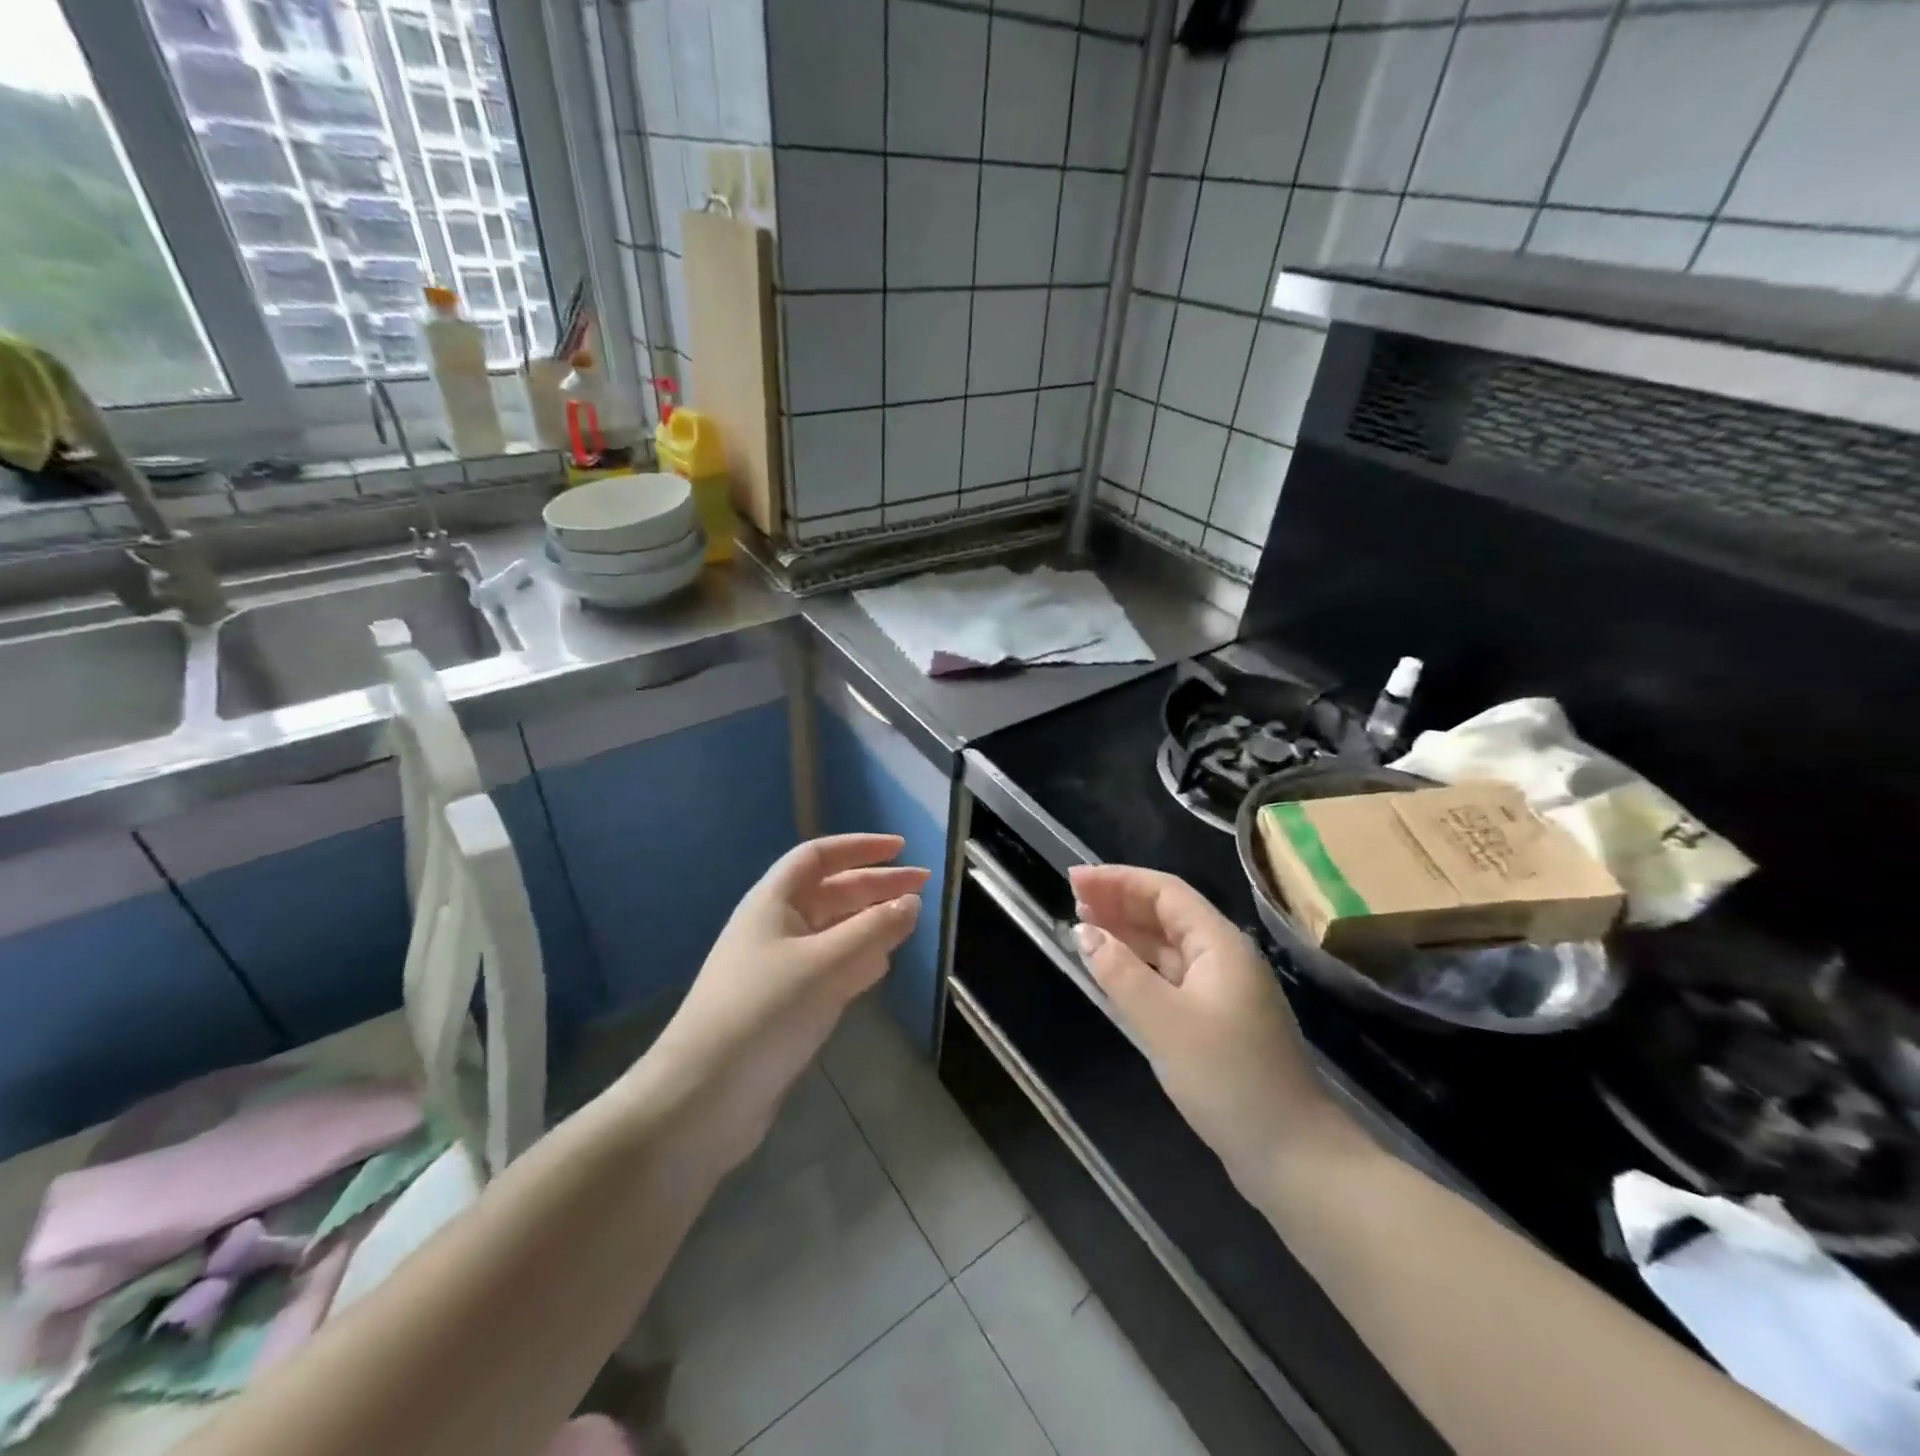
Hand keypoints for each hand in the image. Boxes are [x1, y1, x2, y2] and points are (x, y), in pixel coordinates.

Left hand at [637, 834, 927, 1171]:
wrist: (703, 1097)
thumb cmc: (764, 1012)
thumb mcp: (826, 963)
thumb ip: (874, 930)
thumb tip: (911, 902)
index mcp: (774, 902)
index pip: (819, 857)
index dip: (860, 847)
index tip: (902, 848)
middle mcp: (775, 927)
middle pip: (832, 893)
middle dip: (876, 887)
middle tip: (923, 888)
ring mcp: (779, 968)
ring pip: (833, 932)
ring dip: (869, 923)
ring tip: (909, 922)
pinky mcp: (784, 1006)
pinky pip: (829, 968)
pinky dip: (857, 960)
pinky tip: (880, 967)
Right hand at [1069, 865, 1362, 1196]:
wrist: (1292, 1155)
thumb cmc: (1228, 1078)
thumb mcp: (1165, 1022)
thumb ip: (1120, 972)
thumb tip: (1084, 932)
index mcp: (1219, 945)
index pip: (1165, 892)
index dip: (1118, 880)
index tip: (1075, 879)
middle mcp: (1223, 957)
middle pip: (1166, 914)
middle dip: (1120, 901)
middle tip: (1073, 899)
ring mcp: (1222, 990)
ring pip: (1167, 946)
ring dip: (1127, 933)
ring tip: (1084, 926)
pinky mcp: (1216, 1021)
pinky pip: (1171, 976)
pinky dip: (1139, 967)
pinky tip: (1114, 971)